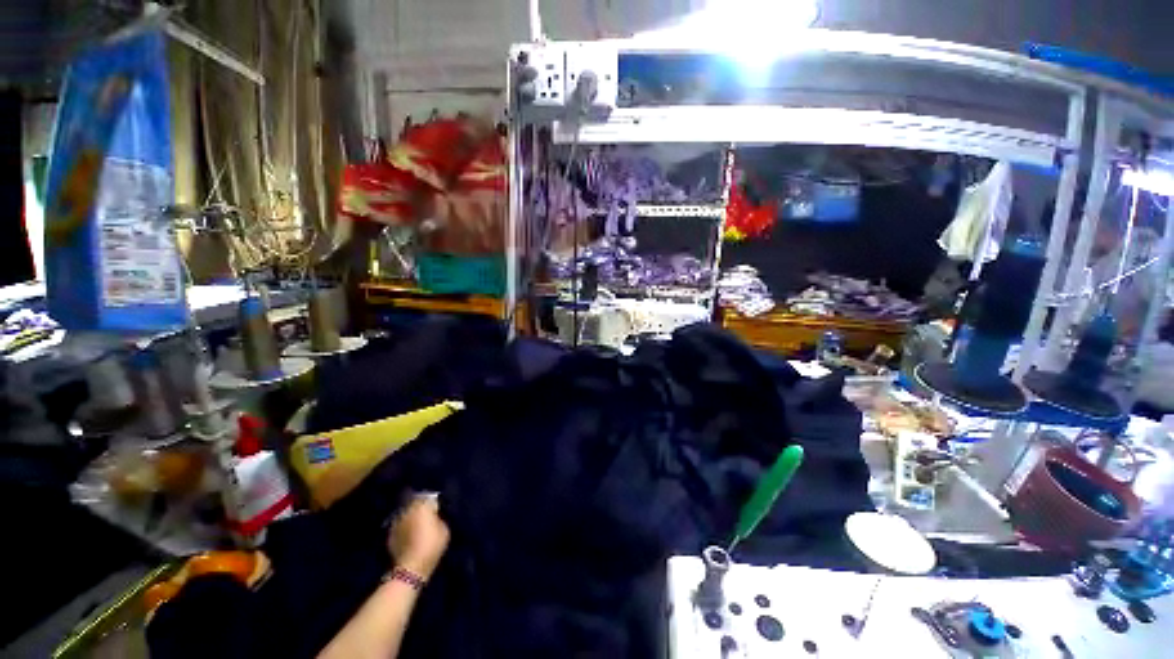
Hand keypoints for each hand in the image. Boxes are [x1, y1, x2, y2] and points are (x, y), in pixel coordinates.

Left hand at [387, 495, 449, 578]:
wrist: (410, 567)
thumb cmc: (432, 546)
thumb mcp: (444, 529)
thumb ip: (438, 518)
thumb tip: (434, 515)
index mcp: (423, 505)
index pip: (429, 497)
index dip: (434, 502)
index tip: (438, 509)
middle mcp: (408, 509)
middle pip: (415, 502)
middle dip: (421, 507)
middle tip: (428, 515)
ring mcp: (397, 521)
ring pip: (406, 513)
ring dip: (411, 516)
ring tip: (418, 524)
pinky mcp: (390, 533)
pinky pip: (400, 524)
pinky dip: (405, 526)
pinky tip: (409, 534)